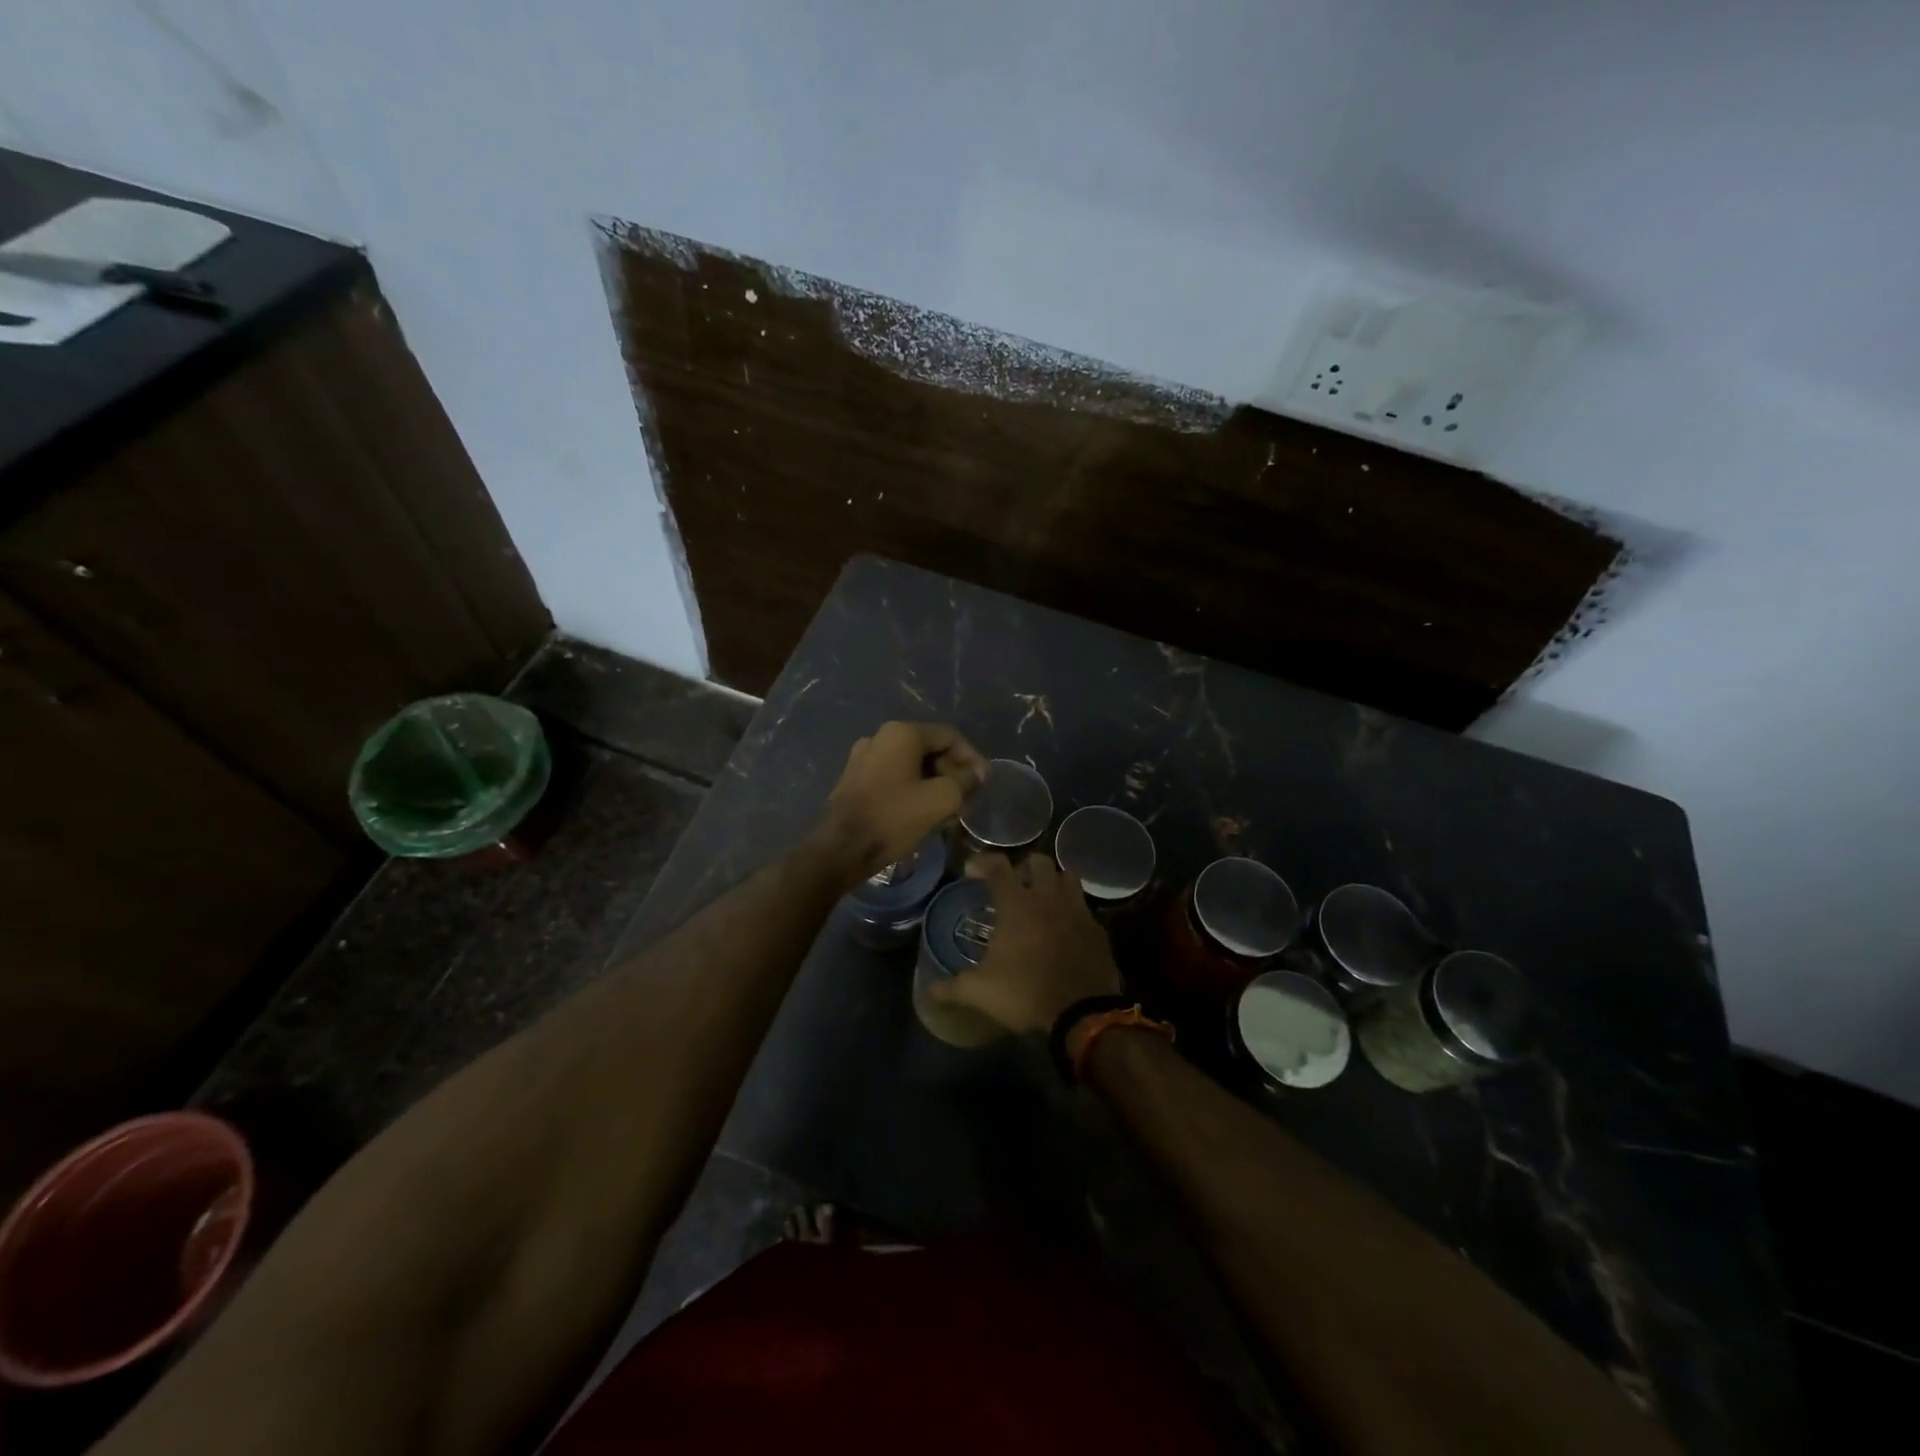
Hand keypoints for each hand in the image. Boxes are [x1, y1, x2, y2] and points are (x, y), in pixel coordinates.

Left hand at [816, 721, 986, 882]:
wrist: (842, 849)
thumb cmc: (894, 818)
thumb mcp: (941, 799)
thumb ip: (965, 781)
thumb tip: (976, 773)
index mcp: (901, 733)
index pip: (949, 736)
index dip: (972, 757)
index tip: (984, 782)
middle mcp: (880, 737)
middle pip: (929, 749)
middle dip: (953, 772)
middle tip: (968, 798)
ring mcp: (863, 757)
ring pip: (912, 765)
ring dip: (935, 783)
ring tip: (950, 810)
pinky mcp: (854, 779)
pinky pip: (894, 776)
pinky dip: (914, 789)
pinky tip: (924, 813)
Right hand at [923, 853, 1122, 1034]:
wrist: (1081, 1013)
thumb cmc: (1025, 992)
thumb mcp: (980, 991)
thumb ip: (952, 987)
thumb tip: (928, 990)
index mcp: (1016, 904)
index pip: (997, 866)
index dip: (982, 862)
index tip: (971, 870)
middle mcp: (1047, 897)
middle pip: (1038, 862)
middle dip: (1023, 867)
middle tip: (1013, 885)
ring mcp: (1076, 910)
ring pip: (1067, 877)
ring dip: (1053, 882)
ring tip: (1042, 898)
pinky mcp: (1097, 929)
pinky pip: (1084, 908)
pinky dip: (1072, 910)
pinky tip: (1065, 928)